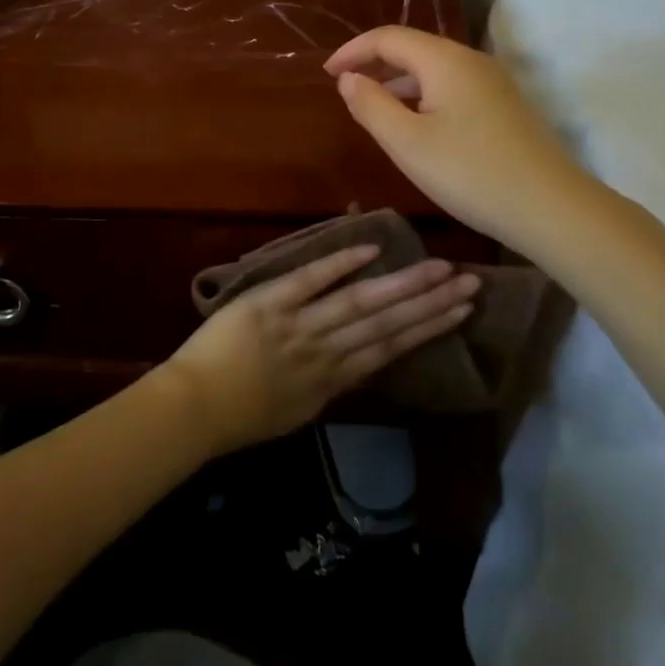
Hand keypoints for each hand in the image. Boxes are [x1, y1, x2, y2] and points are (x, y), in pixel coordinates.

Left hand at [161, 244, 478, 453]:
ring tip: (439, 269)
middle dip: (430, 303)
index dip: (428, 328)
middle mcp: (327, 351)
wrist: (194, 408)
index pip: (391, 349)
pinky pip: (310, 280)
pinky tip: (371, 249)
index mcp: (333, 380)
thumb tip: (362, 361)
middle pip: (387, 324)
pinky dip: (340, 264)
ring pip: (360, 303)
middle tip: (470, 283)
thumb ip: (331, 385)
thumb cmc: (243, 415)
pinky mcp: (270, 303)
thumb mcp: (299, 410)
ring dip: (402, 285)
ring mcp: (300, 325)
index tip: (460, 311)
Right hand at [325, 26, 589, 248]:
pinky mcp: (504, 107)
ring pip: (435, 70)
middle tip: (345, 89)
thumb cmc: (469, 173)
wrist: (550, 207)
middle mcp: (472, 61)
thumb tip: (350, 78)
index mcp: (445, 60)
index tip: (326, 74)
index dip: (353, 50)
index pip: (389, 37)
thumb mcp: (407, 143)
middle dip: (375, 63)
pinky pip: (453, 88)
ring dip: (399, 82)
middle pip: (414, 48)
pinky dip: (423, 97)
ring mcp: (493, 84)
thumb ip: (371, 106)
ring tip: (373, 109)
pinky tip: (416, 127)